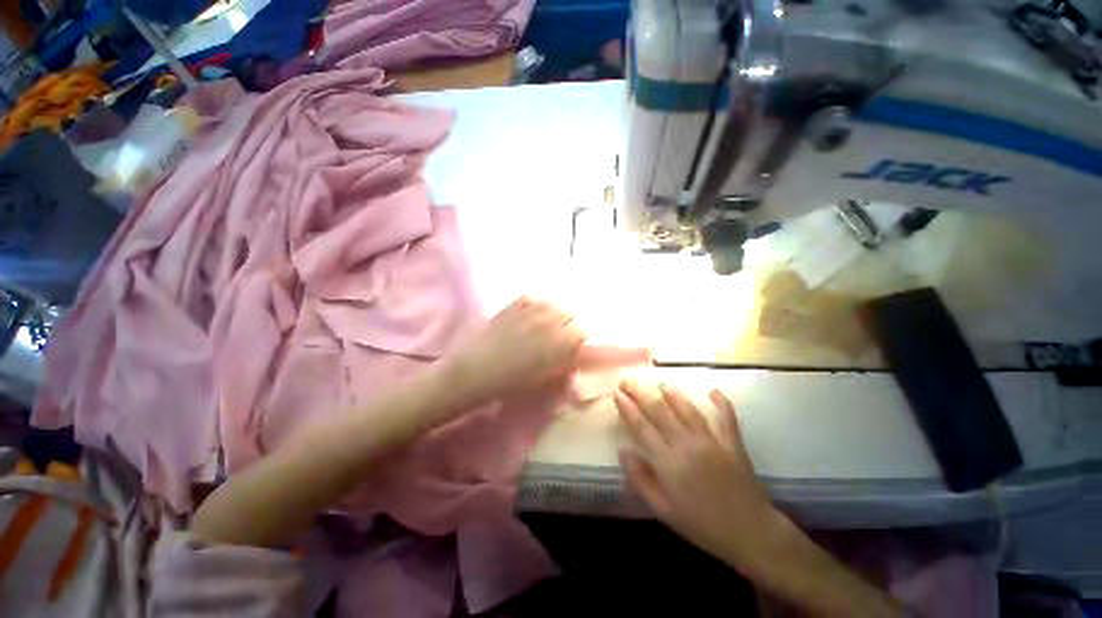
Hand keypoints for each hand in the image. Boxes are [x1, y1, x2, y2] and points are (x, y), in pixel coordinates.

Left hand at [445, 297, 584, 405]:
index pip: (581, 329)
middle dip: (567, 324)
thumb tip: (573, 356)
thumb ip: (563, 364)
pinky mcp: (510, 306)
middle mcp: (547, 321)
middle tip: (558, 336)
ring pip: (550, 303)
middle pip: (568, 313)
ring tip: (543, 324)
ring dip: (551, 313)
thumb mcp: (544, 379)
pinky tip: (528, 315)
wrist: (475, 372)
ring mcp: (528, 311)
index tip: (573, 345)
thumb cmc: (511, 383)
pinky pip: (529, 298)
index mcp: (558, 341)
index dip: (578, 338)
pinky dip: (533, 305)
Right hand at [614, 381, 783, 571]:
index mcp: (668, 462)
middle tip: (628, 380)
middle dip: (641, 393)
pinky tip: (713, 390)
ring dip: (672, 394)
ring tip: (661, 384)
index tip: (617, 394)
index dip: (628, 408)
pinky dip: (721, 402)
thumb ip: (640, 479)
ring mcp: (712, 441)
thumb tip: (623, 450)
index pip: (642, 427)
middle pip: (660, 411)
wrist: (749, 533)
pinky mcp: (733, 443)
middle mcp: (687, 444)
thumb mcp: (662, 509)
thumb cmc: (700, 524)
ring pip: (688, 409)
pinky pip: (726, 417)